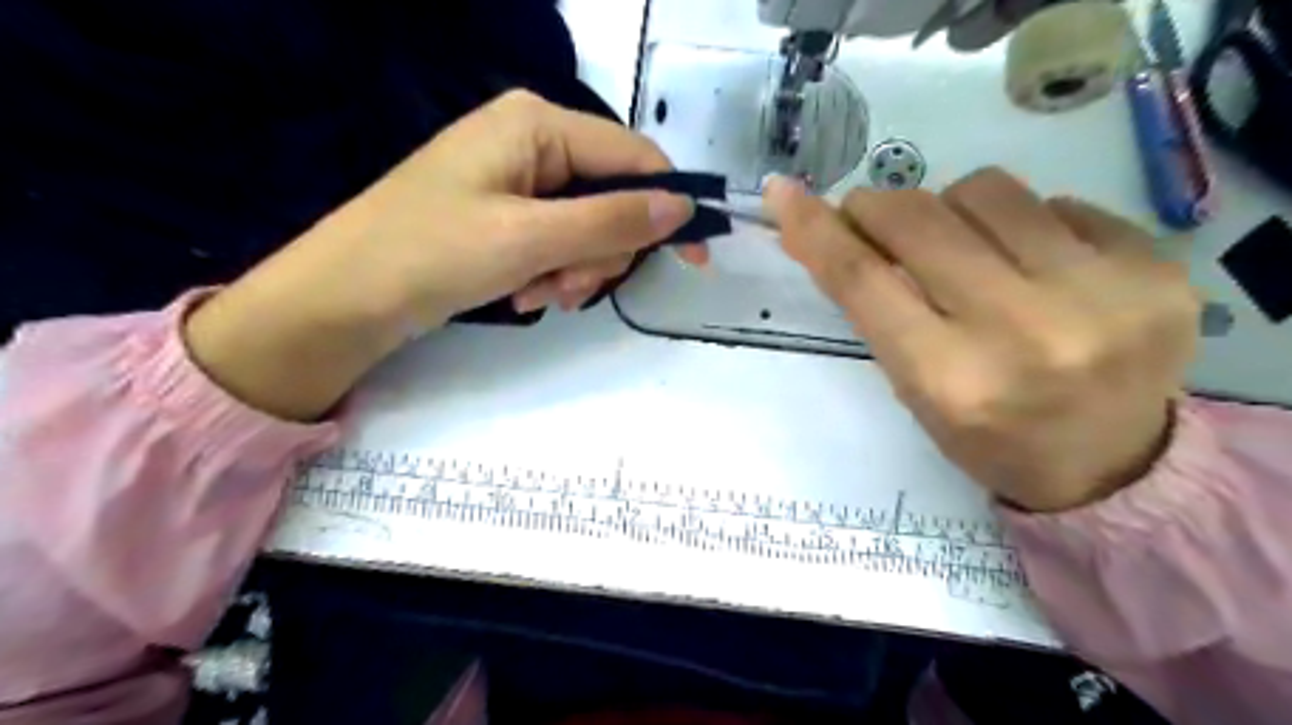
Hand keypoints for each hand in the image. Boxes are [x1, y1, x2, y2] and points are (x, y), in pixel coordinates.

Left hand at [185, 90, 696, 418]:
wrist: (345, 298)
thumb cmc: (430, 253)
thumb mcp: (530, 238)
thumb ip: (611, 222)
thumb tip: (681, 208)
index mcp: (538, 124)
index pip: (633, 157)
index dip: (669, 206)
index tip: (697, 258)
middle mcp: (533, 142)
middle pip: (612, 198)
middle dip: (600, 253)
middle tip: (570, 288)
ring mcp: (519, 180)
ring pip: (588, 229)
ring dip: (575, 270)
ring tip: (537, 295)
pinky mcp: (507, 215)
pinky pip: (558, 242)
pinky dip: (552, 273)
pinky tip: (524, 294)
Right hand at [766, 168, 1200, 508]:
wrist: (1110, 466)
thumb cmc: (988, 435)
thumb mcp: (914, 387)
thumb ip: (878, 308)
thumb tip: (841, 231)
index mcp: (948, 380)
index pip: (863, 280)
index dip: (815, 230)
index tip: (785, 193)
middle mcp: (1022, 333)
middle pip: (919, 221)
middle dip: (879, 207)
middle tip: (873, 216)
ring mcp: (1100, 296)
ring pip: (986, 191)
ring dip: (953, 208)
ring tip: (966, 246)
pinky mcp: (1156, 269)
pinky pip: (1057, 203)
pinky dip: (1026, 223)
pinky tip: (1038, 264)